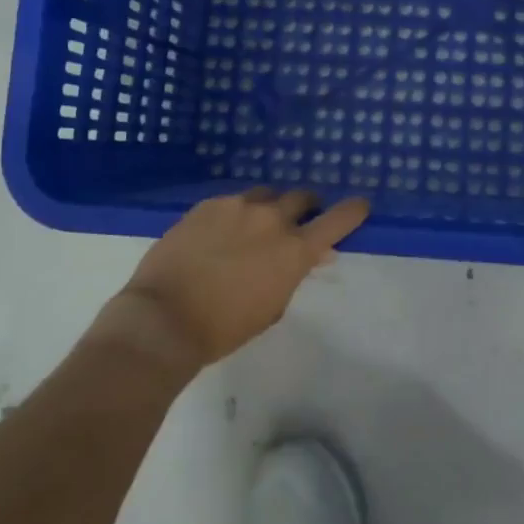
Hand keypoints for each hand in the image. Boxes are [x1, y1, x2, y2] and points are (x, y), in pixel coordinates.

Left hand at [121, 189, 369, 365]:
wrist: (163, 318)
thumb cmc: (224, 328)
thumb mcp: (272, 307)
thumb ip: (295, 274)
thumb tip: (314, 255)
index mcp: (295, 250)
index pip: (339, 219)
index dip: (353, 210)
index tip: (360, 205)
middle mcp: (272, 219)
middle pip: (302, 197)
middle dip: (305, 207)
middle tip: (296, 222)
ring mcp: (238, 207)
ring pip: (265, 195)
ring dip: (268, 207)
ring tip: (253, 227)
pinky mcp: (207, 205)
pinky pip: (232, 201)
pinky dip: (235, 214)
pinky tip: (219, 234)